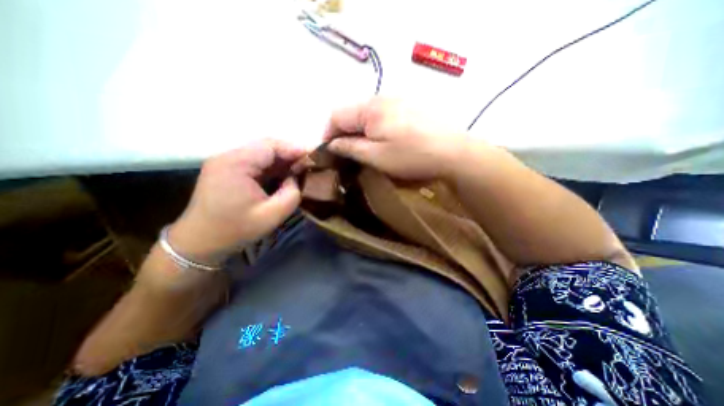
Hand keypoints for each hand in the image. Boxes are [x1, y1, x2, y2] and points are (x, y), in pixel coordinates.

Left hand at [170, 140, 303, 266]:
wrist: (200, 242)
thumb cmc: (236, 230)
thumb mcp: (272, 215)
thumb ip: (291, 194)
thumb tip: (295, 178)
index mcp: (236, 164)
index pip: (271, 146)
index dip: (295, 149)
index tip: (314, 156)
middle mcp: (228, 156)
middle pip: (266, 146)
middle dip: (290, 154)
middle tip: (309, 164)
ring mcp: (226, 162)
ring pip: (261, 153)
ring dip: (282, 160)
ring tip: (300, 169)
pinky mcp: (227, 169)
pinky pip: (255, 162)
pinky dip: (272, 166)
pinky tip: (283, 174)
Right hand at [323, 96, 469, 177]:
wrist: (455, 153)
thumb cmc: (413, 157)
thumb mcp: (377, 157)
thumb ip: (350, 148)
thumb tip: (332, 144)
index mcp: (370, 109)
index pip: (336, 115)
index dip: (327, 133)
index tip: (328, 152)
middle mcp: (382, 97)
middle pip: (352, 113)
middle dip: (344, 133)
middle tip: (347, 154)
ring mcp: (399, 100)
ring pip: (367, 114)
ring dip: (360, 131)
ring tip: (364, 149)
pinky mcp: (410, 106)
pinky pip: (383, 115)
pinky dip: (375, 128)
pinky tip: (384, 140)